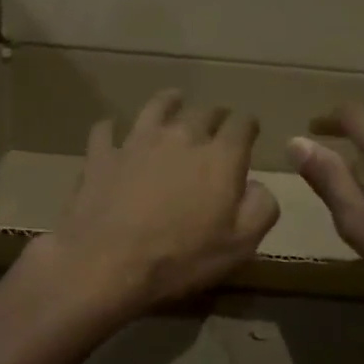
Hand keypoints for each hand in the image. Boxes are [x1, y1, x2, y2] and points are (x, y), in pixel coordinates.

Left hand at [25, 89, 279, 319]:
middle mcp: (181, 137)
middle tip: (215, 124)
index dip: (248, 126)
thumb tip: (257, 185)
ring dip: (169, 102)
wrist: (107, 262)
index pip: (242, 124)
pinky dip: (112, 128)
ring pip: (156, 107)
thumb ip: (260, 208)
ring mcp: (137, 141)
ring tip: (173, 101)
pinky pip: (106, 130)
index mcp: (220, 157)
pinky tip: (113, 132)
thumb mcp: (240, 245)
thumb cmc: (181, 257)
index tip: (249, 132)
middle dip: (214, 115)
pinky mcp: (102, 154)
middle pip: (203, 111)